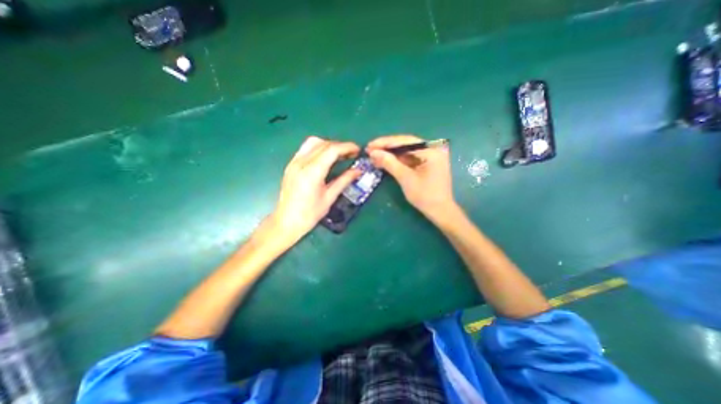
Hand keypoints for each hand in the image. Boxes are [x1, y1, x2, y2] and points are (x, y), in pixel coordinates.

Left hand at [270, 136, 360, 242]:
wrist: (286, 221)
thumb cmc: (309, 214)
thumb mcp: (329, 197)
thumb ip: (344, 180)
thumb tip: (358, 171)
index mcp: (312, 172)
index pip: (332, 150)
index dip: (347, 147)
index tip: (357, 150)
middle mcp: (301, 163)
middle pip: (323, 144)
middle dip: (340, 146)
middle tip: (351, 154)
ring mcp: (294, 162)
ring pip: (313, 142)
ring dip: (329, 145)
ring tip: (339, 155)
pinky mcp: (291, 165)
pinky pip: (306, 148)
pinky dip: (319, 148)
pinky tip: (325, 158)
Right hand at [368, 134, 451, 221]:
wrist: (440, 212)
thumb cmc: (425, 196)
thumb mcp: (405, 178)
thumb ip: (390, 163)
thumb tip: (373, 152)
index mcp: (431, 150)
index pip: (404, 141)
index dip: (385, 142)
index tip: (370, 145)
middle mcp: (432, 149)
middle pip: (405, 144)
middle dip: (387, 147)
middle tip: (369, 150)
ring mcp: (430, 156)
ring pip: (406, 151)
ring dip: (390, 154)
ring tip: (374, 156)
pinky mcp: (426, 163)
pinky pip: (409, 158)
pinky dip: (397, 160)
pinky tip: (385, 161)